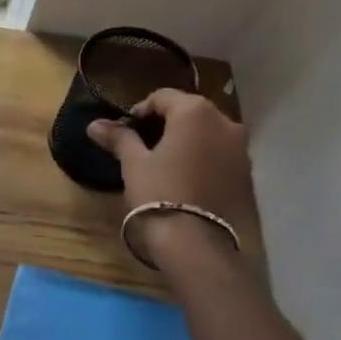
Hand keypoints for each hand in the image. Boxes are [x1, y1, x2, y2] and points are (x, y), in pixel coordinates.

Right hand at [87, 89, 263, 271]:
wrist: (194, 242)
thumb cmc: (159, 193)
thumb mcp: (134, 163)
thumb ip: (119, 138)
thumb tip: (94, 125)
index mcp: (195, 112)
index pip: (163, 97)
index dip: (140, 111)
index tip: (125, 132)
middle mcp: (225, 122)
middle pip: (189, 112)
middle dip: (165, 124)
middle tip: (142, 146)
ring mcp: (241, 149)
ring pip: (207, 134)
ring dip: (186, 141)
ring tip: (164, 164)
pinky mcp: (246, 174)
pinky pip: (219, 155)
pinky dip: (202, 158)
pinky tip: (185, 179)